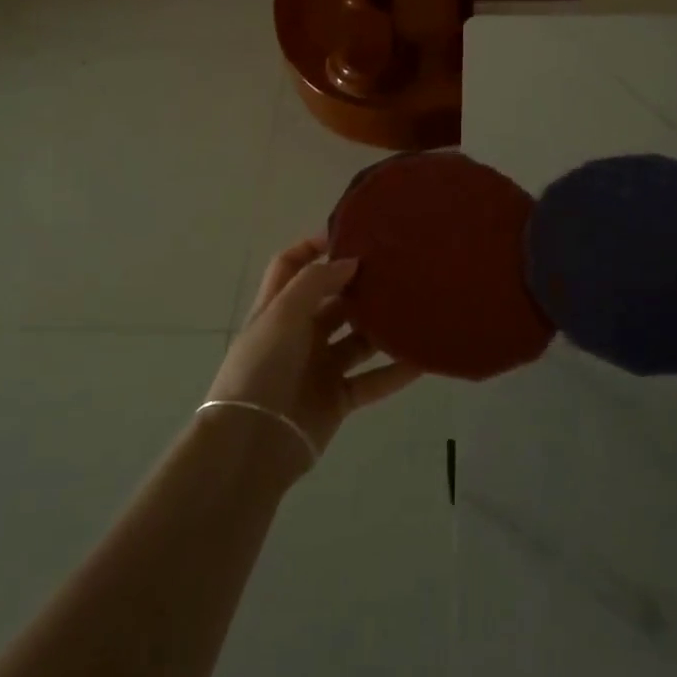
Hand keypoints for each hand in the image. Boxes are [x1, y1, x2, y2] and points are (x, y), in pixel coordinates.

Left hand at [203, 237, 421, 476]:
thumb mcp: (282, 314)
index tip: (349, 234)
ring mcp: (319, 367)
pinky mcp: (337, 398)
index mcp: (278, 309)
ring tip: (416, 307)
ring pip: (357, 339)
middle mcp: (298, 333)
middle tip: (397, 268)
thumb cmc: (262, 367)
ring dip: (382, 326)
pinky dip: (396, 371)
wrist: (253, 442)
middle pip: (332, 300)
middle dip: (359, 285)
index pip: (291, 265)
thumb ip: (316, 282)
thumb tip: (351, 261)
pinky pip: (372, 380)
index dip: (313, 246)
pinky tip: (423, 358)